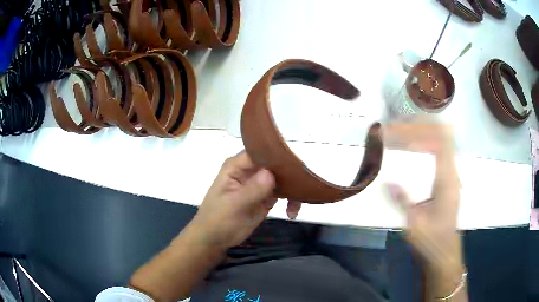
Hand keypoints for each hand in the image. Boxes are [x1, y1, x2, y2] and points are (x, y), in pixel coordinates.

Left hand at [189, 152, 301, 249]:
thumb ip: (252, 189)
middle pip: (275, 164)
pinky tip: (292, 213)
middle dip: (290, 172)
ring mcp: (259, 184)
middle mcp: (250, 171)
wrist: (215, 239)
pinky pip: (283, 194)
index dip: (277, 154)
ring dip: (293, 188)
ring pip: (282, 178)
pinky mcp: (266, 198)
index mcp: (237, 166)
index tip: (296, 162)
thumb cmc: (218, 220)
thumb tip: (271, 173)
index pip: (260, 152)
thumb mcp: (233, 205)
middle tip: (306, 184)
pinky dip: (291, 201)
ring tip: (300, 203)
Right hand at [384, 115, 462, 274]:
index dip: (422, 127)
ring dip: (421, 133)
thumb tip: (387, 180)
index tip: (400, 126)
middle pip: (441, 134)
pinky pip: (439, 151)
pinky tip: (411, 149)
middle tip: (395, 128)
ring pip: (441, 141)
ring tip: (400, 133)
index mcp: (447, 180)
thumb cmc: (431, 241)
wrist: (444, 253)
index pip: (441, 140)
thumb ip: (403, 201)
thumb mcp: (414, 225)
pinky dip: (424, 144)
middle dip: (419, 126)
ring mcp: (451, 174)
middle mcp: (452, 172)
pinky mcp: (448, 180)